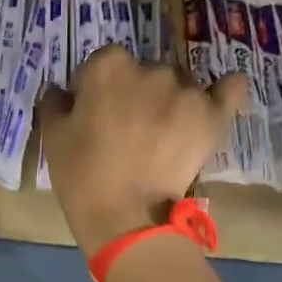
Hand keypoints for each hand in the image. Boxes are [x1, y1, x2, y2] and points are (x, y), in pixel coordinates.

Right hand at [38, 45, 248, 256]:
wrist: (125, 217)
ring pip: (178, 85)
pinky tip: (215, 101)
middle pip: (143, 73)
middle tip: (127, 130)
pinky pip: (229, 89)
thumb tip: (65, 92)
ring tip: (162, 136)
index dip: (95, 89)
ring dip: (170, 101)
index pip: (102, 64)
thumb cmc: (81, 175)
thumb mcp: (52, 136)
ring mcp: (187, 90)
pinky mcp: (213, 115)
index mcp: (108, 66)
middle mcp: (151, 68)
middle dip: (134, 94)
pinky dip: (223, 92)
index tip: (93, 114)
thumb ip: (56, 102)